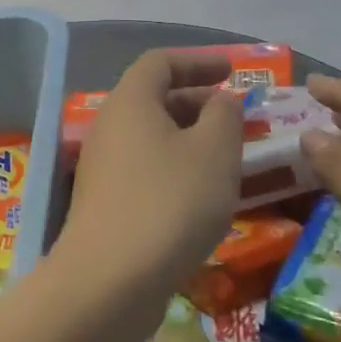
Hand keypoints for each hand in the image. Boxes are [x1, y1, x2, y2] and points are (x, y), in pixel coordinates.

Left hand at [55, 50, 244, 301]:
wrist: (110, 280)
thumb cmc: (170, 202)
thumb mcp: (214, 151)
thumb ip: (224, 116)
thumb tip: (222, 100)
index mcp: (130, 101)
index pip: (160, 62)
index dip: (198, 61)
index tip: (233, 71)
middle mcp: (109, 127)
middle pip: (154, 98)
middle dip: (198, 102)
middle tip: (237, 118)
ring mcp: (103, 167)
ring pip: (151, 137)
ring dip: (190, 139)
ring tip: (229, 158)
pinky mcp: (105, 203)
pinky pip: (145, 169)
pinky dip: (175, 168)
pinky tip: (202, 196)